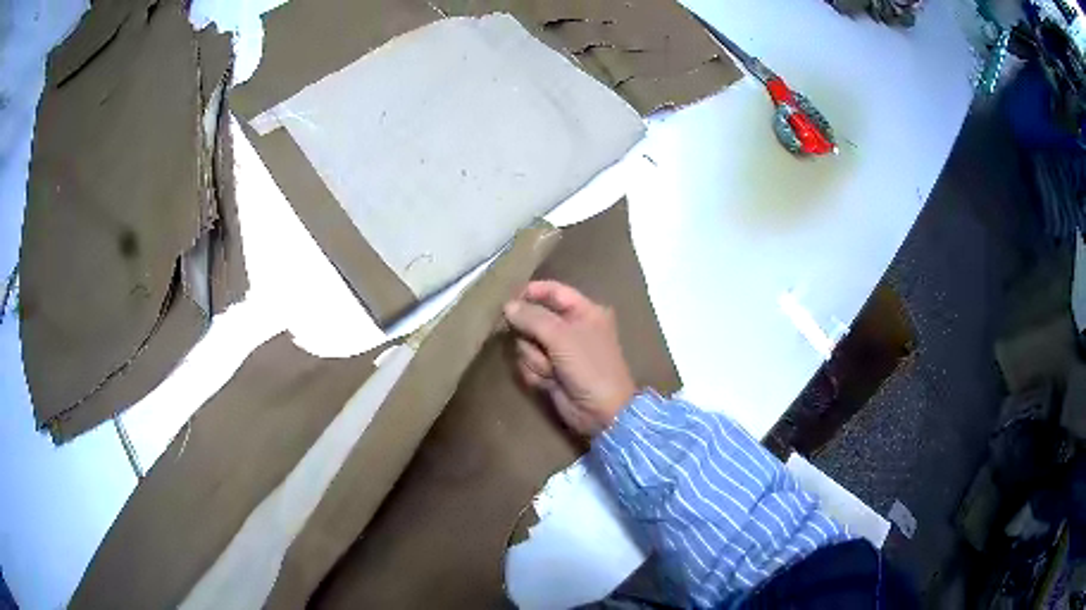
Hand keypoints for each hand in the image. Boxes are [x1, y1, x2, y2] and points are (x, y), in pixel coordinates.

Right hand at [503, 280, 636, 436]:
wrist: (602, 412)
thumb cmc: (589, 367)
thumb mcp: (562, 336)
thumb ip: (532, 318)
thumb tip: (507, 306)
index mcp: (584, 311)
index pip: (553, 291)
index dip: (530, 292)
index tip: (508, 299)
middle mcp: (571, 327)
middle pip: (534, 319)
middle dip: (531, 335)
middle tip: (536, 344)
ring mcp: (559, 351)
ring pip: (527, 344)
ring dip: (534, 358)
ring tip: (550, 369)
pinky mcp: (550, 371)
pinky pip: (529, 363)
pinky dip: (535, 373)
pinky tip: (548, 382)